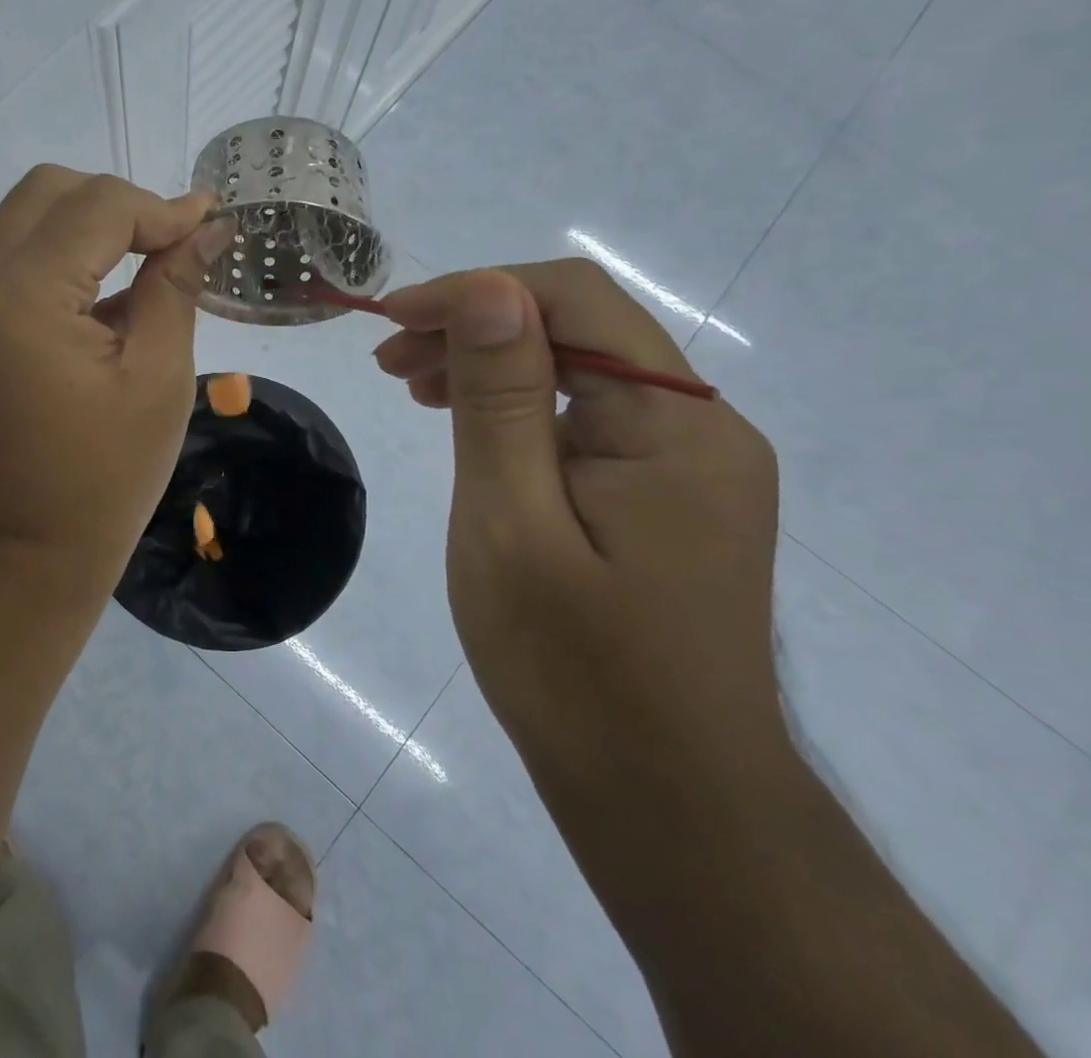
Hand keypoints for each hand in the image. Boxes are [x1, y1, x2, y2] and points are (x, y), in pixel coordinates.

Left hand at [0, 167, 231, 582]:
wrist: (26, 553)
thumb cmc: (103, 476)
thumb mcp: (157, 376)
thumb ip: (176, 287)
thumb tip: (207, 228)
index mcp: (26, 293)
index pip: (98, 205)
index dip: (162, 208)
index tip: (213, 225)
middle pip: (50, 191)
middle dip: (119, 203)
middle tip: (173, 243)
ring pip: (31, 219)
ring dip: (92, 225)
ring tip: (152, 262)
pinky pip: (23, 261)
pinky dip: (69, 257)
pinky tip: (115, 297)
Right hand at [373, 260, 785, 796]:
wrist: (667, 802)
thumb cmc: (573, 669)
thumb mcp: (511, 523)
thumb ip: (499, 399)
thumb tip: (487, 288)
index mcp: (675, 426)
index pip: (574, 300)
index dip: (474, 291)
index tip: (391, 320)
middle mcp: (701, 428)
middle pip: (580, 328)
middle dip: (476, 326)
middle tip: (389, 359)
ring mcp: (692, 464)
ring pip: (581, 371)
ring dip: (492, 363)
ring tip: (413, 385)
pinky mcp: (671, 496)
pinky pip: (590, 419)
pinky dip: (520, 407)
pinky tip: (470, 426)